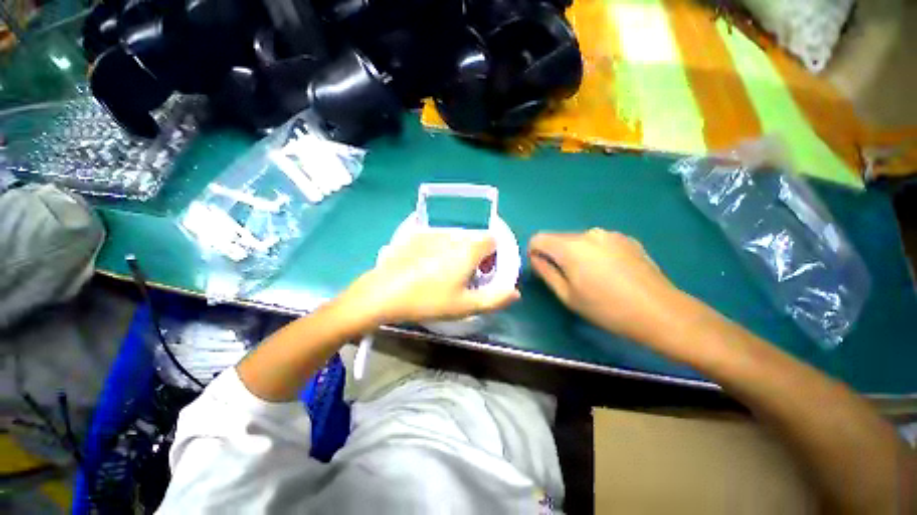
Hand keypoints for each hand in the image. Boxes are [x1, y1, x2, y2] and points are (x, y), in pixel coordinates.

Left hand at [342, 231, 520, 325]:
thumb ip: (495, 299)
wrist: (384, 292)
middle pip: (473, 238)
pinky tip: (424, 264)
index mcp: (469, 248)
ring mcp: (432, 232)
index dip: (492, 256)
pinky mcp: (414, 234)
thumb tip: (515, 292)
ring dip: (455, 250)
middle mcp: (453, 234)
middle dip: (474, 254)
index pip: (492, 240)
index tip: (483, 271)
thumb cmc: (429, 300)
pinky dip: (437, 246)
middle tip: (462, 275)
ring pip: (454, 237)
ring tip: (442, 271)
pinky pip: (435, 237)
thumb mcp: (465, 306)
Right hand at [528, 229, 684, 344]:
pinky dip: (594, 253)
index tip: (543, 269)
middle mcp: (588, 233)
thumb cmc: (606, 308)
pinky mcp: (626, 238)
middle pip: (559, 238)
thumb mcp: (567, 295)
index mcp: (570, 247)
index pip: (538, 238)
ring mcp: (610, 234)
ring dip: (576, 254)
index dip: (534, 252)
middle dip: (556, 254)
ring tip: (593, 277)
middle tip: (569, 278)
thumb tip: (535, 258)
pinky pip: (598, 242)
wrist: (660, 311)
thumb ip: (546, 272)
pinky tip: (611, 272)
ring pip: (579, 240)